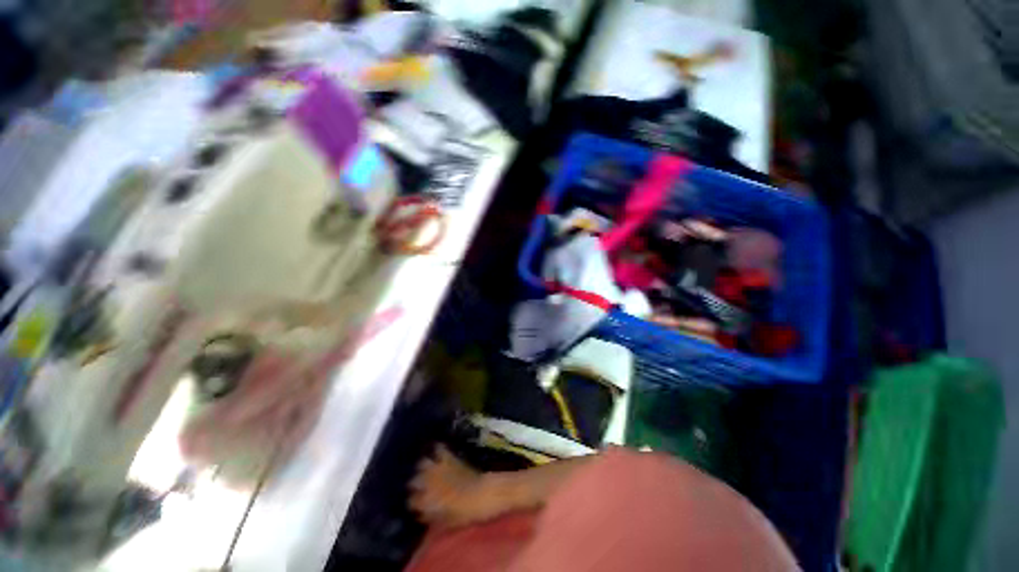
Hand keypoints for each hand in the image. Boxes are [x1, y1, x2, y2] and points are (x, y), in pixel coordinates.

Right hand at [408, 445, 506, 527]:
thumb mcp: (450, 522)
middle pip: (413, 481)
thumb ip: (434, 517)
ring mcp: (441, 468)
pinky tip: (436, 450)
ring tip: (423, 469)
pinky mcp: (451, 458)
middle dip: (413, 484)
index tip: (414, 504)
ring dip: (422, 467)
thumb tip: (422, 514)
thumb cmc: (471, 512)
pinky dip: (437, 449)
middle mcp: (431, 484)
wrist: (489, 493)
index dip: (412, 503)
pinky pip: (440, 450)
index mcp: (430, 502)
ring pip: (422, 463)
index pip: (412, 501)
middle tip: (417, 487)